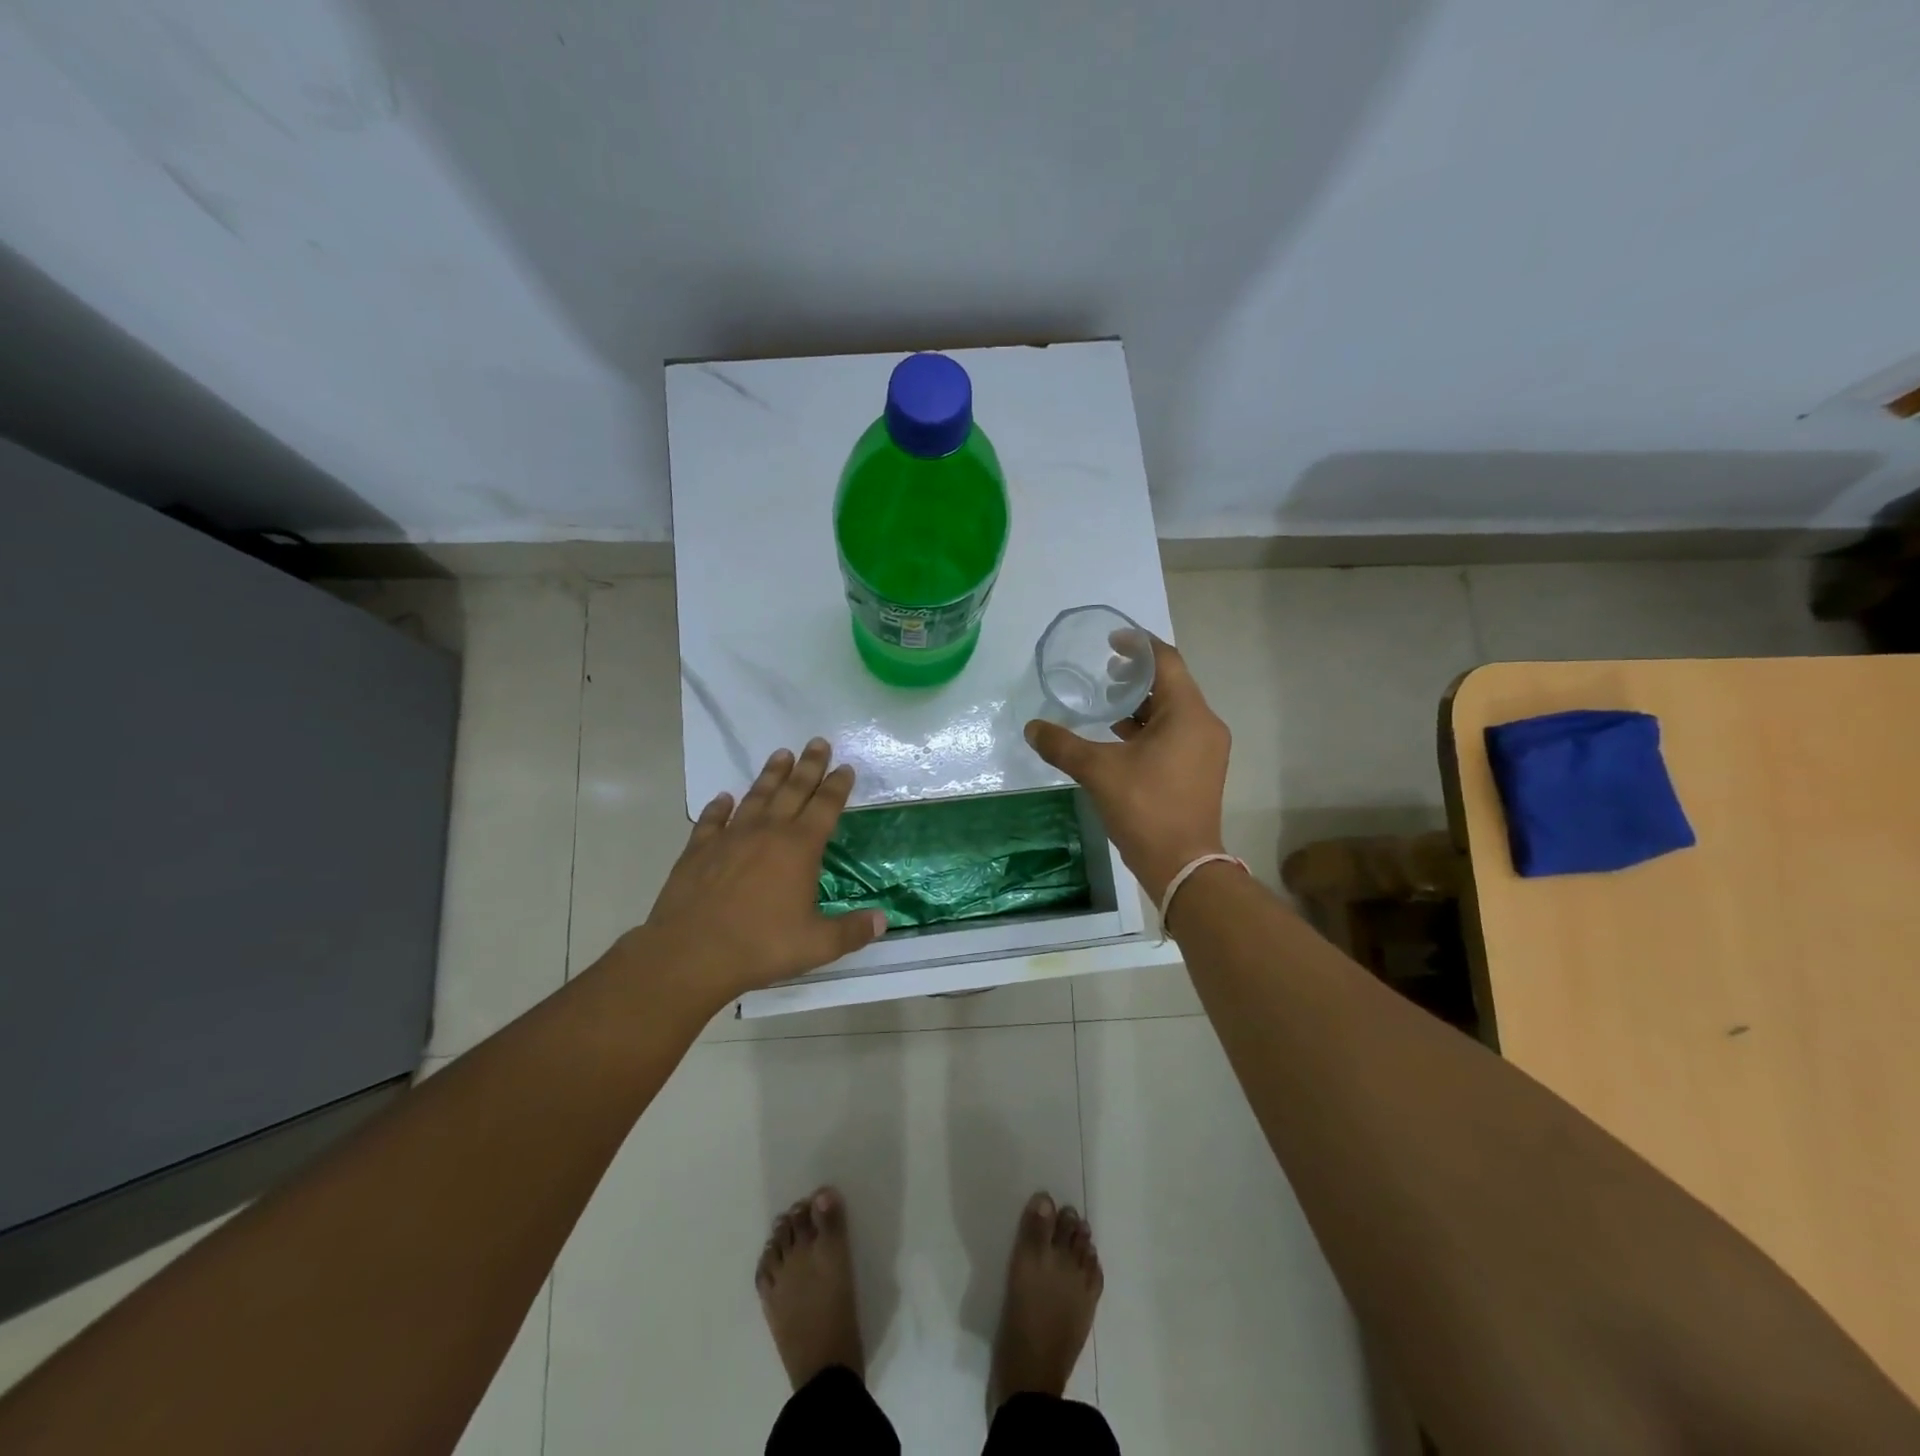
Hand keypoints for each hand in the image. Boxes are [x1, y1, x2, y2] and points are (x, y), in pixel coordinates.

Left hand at [641, 740, 885, 1001]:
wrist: (691, 953)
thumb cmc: (760, 946)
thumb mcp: (816, 944)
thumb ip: (851, 931)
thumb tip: (882, 920)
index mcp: (799, 848)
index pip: (825, 807)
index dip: (837, 786)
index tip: (845, 767)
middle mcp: (767, 832)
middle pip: (793, 790)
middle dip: (809, 766)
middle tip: (817, 742)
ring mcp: (730, 837)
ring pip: (756, 797)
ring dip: (770, 775)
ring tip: (780, 754)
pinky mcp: (699, 850)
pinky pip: (712, 820)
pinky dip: (719, 807)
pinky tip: (723, 798)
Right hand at [1024, 636, 1229, 902]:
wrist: (1182, 865)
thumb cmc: (1145, 808)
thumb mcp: (1097, 771)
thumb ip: (1062, 744)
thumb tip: (1032, 727)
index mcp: (1188, 714)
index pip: (1166, 661)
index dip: (1138, 645)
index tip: (1111, 640)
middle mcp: (1204, 724)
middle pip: (1172, 684)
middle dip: (1137, 675)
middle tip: (1104, 672)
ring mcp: (1206, 749)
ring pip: (1174, 710)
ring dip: (1142, 703)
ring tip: (1107, 703)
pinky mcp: (1201, 769)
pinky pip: (1176, 732)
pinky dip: (1150, 727)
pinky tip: (1120, 737)